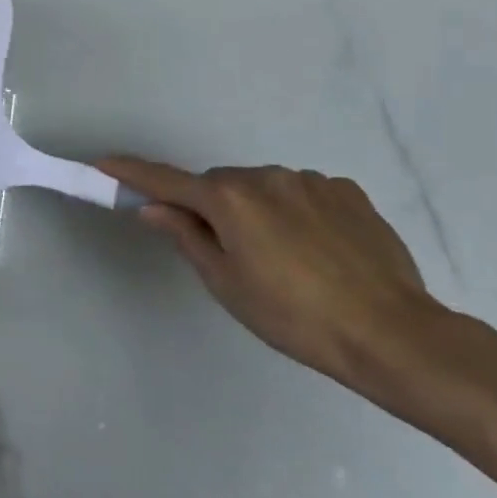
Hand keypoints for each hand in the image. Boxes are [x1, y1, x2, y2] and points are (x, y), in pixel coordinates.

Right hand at [98, 158, 446, 392]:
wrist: (393, 334)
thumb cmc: (294, 317)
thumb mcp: (226, 283)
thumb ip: (186, 236)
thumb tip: (154, 208)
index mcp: (229, 199)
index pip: (165, 181)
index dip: (131, 173)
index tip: (103, 163)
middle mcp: (265, 176)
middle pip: (219, 185)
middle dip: (211, 207)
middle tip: (226, 252)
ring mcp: (310, 180)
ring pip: (262, 188)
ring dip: (256, 210)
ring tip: (284, 259)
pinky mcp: (347, 192)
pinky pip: (302, 193)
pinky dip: (294, 211)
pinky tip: (317, 249)